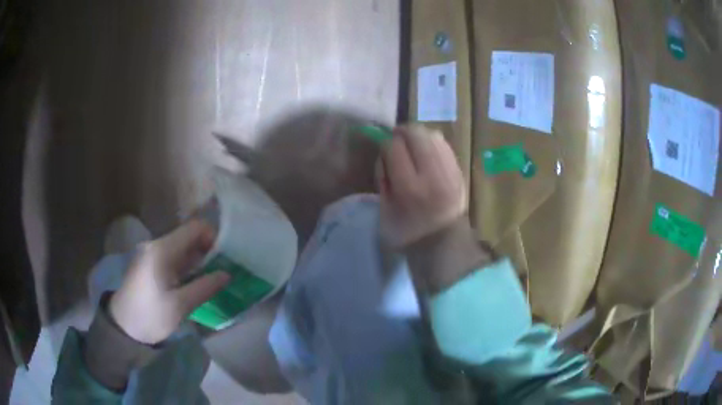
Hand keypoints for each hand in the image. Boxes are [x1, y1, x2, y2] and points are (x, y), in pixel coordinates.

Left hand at [109, 220, 230, 343]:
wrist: (123, 326)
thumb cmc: (150, 316)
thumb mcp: (180, 306)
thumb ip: (204, 287)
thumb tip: (227, 274)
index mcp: (163, 250)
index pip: (194, 227)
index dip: (213, 236)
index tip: (226, 256)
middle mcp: (156, 245)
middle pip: (188, 236)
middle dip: (208, 249)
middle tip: (223, 269)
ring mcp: (152, 253)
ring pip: (182, 247)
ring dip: (198, 258)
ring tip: (213, 276)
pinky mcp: (150, 263)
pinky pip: (174, 257)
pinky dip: (187, 265)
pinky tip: (195, 279)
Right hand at [378, 124, 466, 247]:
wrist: (444, 243)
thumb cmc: (408, 233)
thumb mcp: (384, 212)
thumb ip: (382, 179)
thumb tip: (384, 154)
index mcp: (409, 187)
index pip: (393, 147)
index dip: (385, 144)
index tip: (383, 151)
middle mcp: (431, 174)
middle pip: (415, 134)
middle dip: (402, 132)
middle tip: (396, 139)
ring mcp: (449, 171)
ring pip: (432, 135)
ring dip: (418, 134)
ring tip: (411, 143)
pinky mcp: (459, 171)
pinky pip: (444, 144)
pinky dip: (432, 141)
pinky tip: (426, 149)